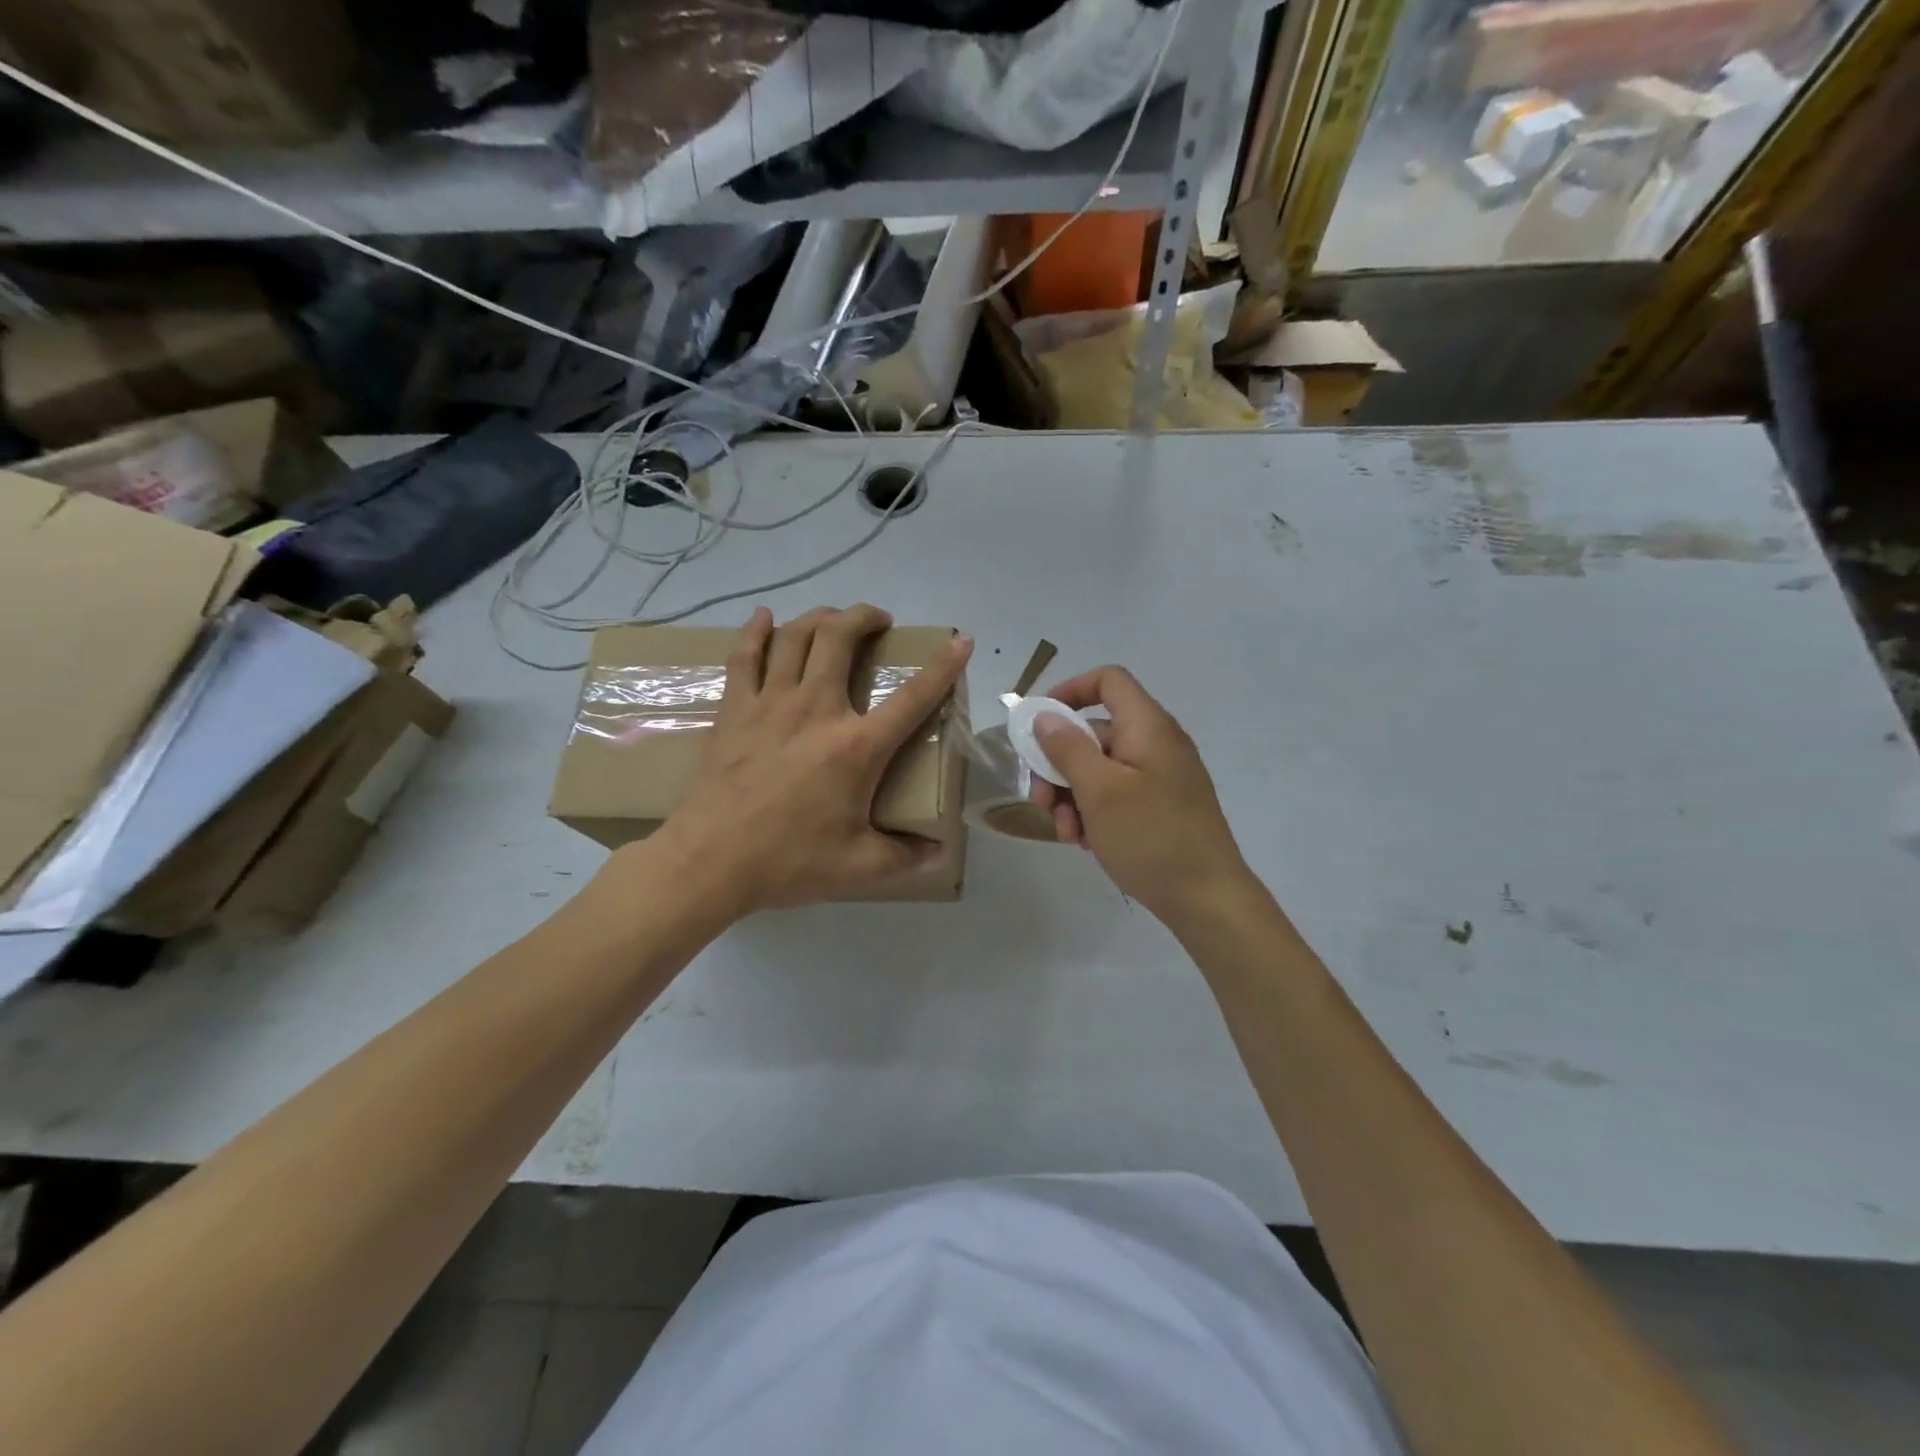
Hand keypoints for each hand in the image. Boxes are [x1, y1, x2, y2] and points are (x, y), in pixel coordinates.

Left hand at [643, 605, 971, 914]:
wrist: (710, 861)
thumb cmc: (788, 861)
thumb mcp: (858, 866)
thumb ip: (905, 857)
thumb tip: (939, 854)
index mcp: (857, 747)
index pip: (913, 697)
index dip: (943, 667)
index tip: (961, 641)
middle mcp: (816, 710)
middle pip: (841, 638)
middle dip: (865, 617)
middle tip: (879, 621)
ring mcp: (771, 703)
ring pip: (796, 636)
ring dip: (820, 616)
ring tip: (835, 618)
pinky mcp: (735, 709)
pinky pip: (745, 656)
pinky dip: (757, 631)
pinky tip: (764, 618)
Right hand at [1027, 666, 1249, 922]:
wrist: (1207, 898)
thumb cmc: (1151, 837)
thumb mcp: (1099, 791)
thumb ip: (1068, 748)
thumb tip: (1045, 716)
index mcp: (1148, 727)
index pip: (1108, 680)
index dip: (1070, 691)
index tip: (1039, 723)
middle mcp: (1157, 743)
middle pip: (1095, 731)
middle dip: (1060, 764)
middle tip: (1040, 800)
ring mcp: (1161, 776)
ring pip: (1101, 768)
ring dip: (1072, 795)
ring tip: (1066, 833)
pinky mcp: (1162, 805)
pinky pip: (1118, 793)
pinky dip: (1095, 810)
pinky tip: (1086, 842)